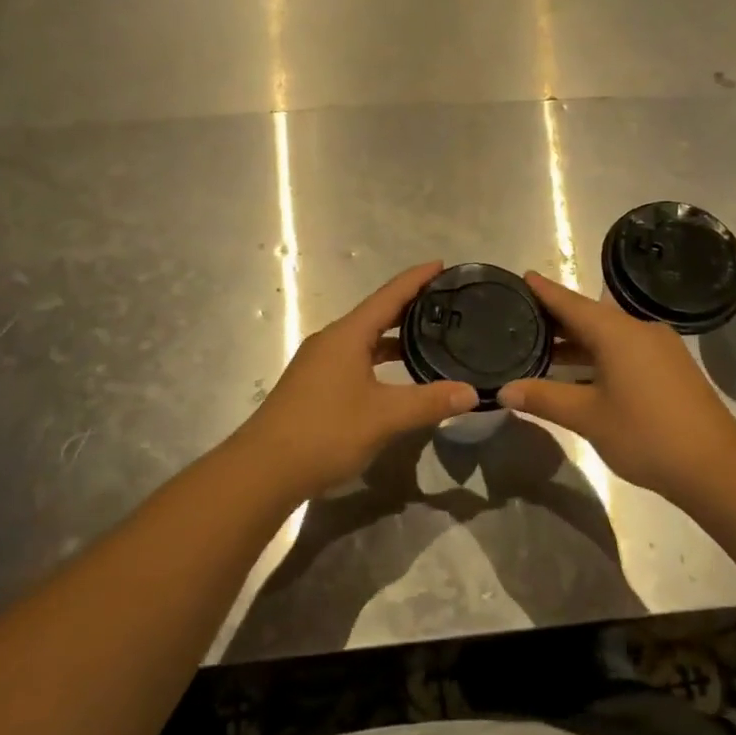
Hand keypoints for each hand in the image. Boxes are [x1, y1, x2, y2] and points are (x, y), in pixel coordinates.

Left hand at [234, 261, 478, 500]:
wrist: (263, 469)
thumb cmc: (325, 432)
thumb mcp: (384, 417)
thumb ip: (429, 402)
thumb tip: (472, 393)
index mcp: (347, 335)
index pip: (389, 295)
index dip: (416, 278)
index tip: (442, 265)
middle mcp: (331, 340)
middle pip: (376, 313)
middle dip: (409, 305)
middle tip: (445, 302)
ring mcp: (319, 362)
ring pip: (364, 338)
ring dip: (394, 335)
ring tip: (428, 336)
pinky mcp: (313, 383)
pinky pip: (354, 356)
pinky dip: (378, 356)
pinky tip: (394, 375)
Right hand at [498, 272, 735, 498]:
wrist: (715, 465)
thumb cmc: (646, 434)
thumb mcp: (588, 417)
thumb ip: (545, 398)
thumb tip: (504, 390)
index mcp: (617, 332)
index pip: (571, 302)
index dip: (545, 291)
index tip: (523, 276)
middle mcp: (639, 329)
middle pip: (590, 316)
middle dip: (557, 318)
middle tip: (522, 317)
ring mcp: (659, 347)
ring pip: (609, 335)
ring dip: (578, 341)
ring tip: (543, 348)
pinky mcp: (670, 367)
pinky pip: (625, 349)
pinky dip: (599, 354)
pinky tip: (581, 372)